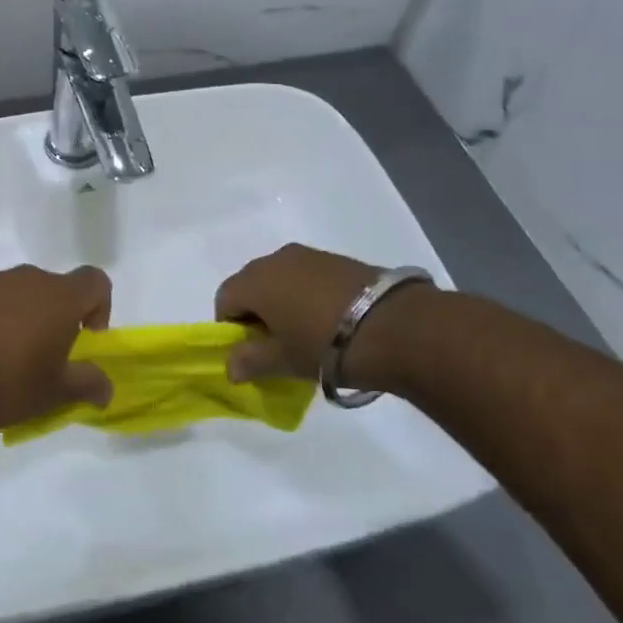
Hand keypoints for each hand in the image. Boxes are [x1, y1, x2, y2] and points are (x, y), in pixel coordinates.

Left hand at [0, 265, 113, 444]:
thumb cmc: (7, 387)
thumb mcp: (56, 394)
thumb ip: (89, 384)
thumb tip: (107, 388)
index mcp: (59, 297)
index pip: (95, 281)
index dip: (97, 306)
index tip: (83, 338)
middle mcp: (26, 278)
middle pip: (52, 287)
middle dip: (53, 314)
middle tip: (40, 353)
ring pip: (15, 290)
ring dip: (17, 313)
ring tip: (0, 353)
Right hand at [217, 244, 427, 388]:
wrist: (398, 327)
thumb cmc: (326, 346)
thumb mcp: (284, 361)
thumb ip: (250, 361)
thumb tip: (230, 367)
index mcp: (255, 280)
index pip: (224, 299)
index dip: (231, 328)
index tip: (251, 352)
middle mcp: (276, 259)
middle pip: (251, 285)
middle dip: (256, 312)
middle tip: (276, 344)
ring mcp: (309, 255)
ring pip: (280, 279)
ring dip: (282, 302)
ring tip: (305, 333)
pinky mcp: (338, 259)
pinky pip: (306, 276)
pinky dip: (306, 295)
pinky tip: (329, 320)